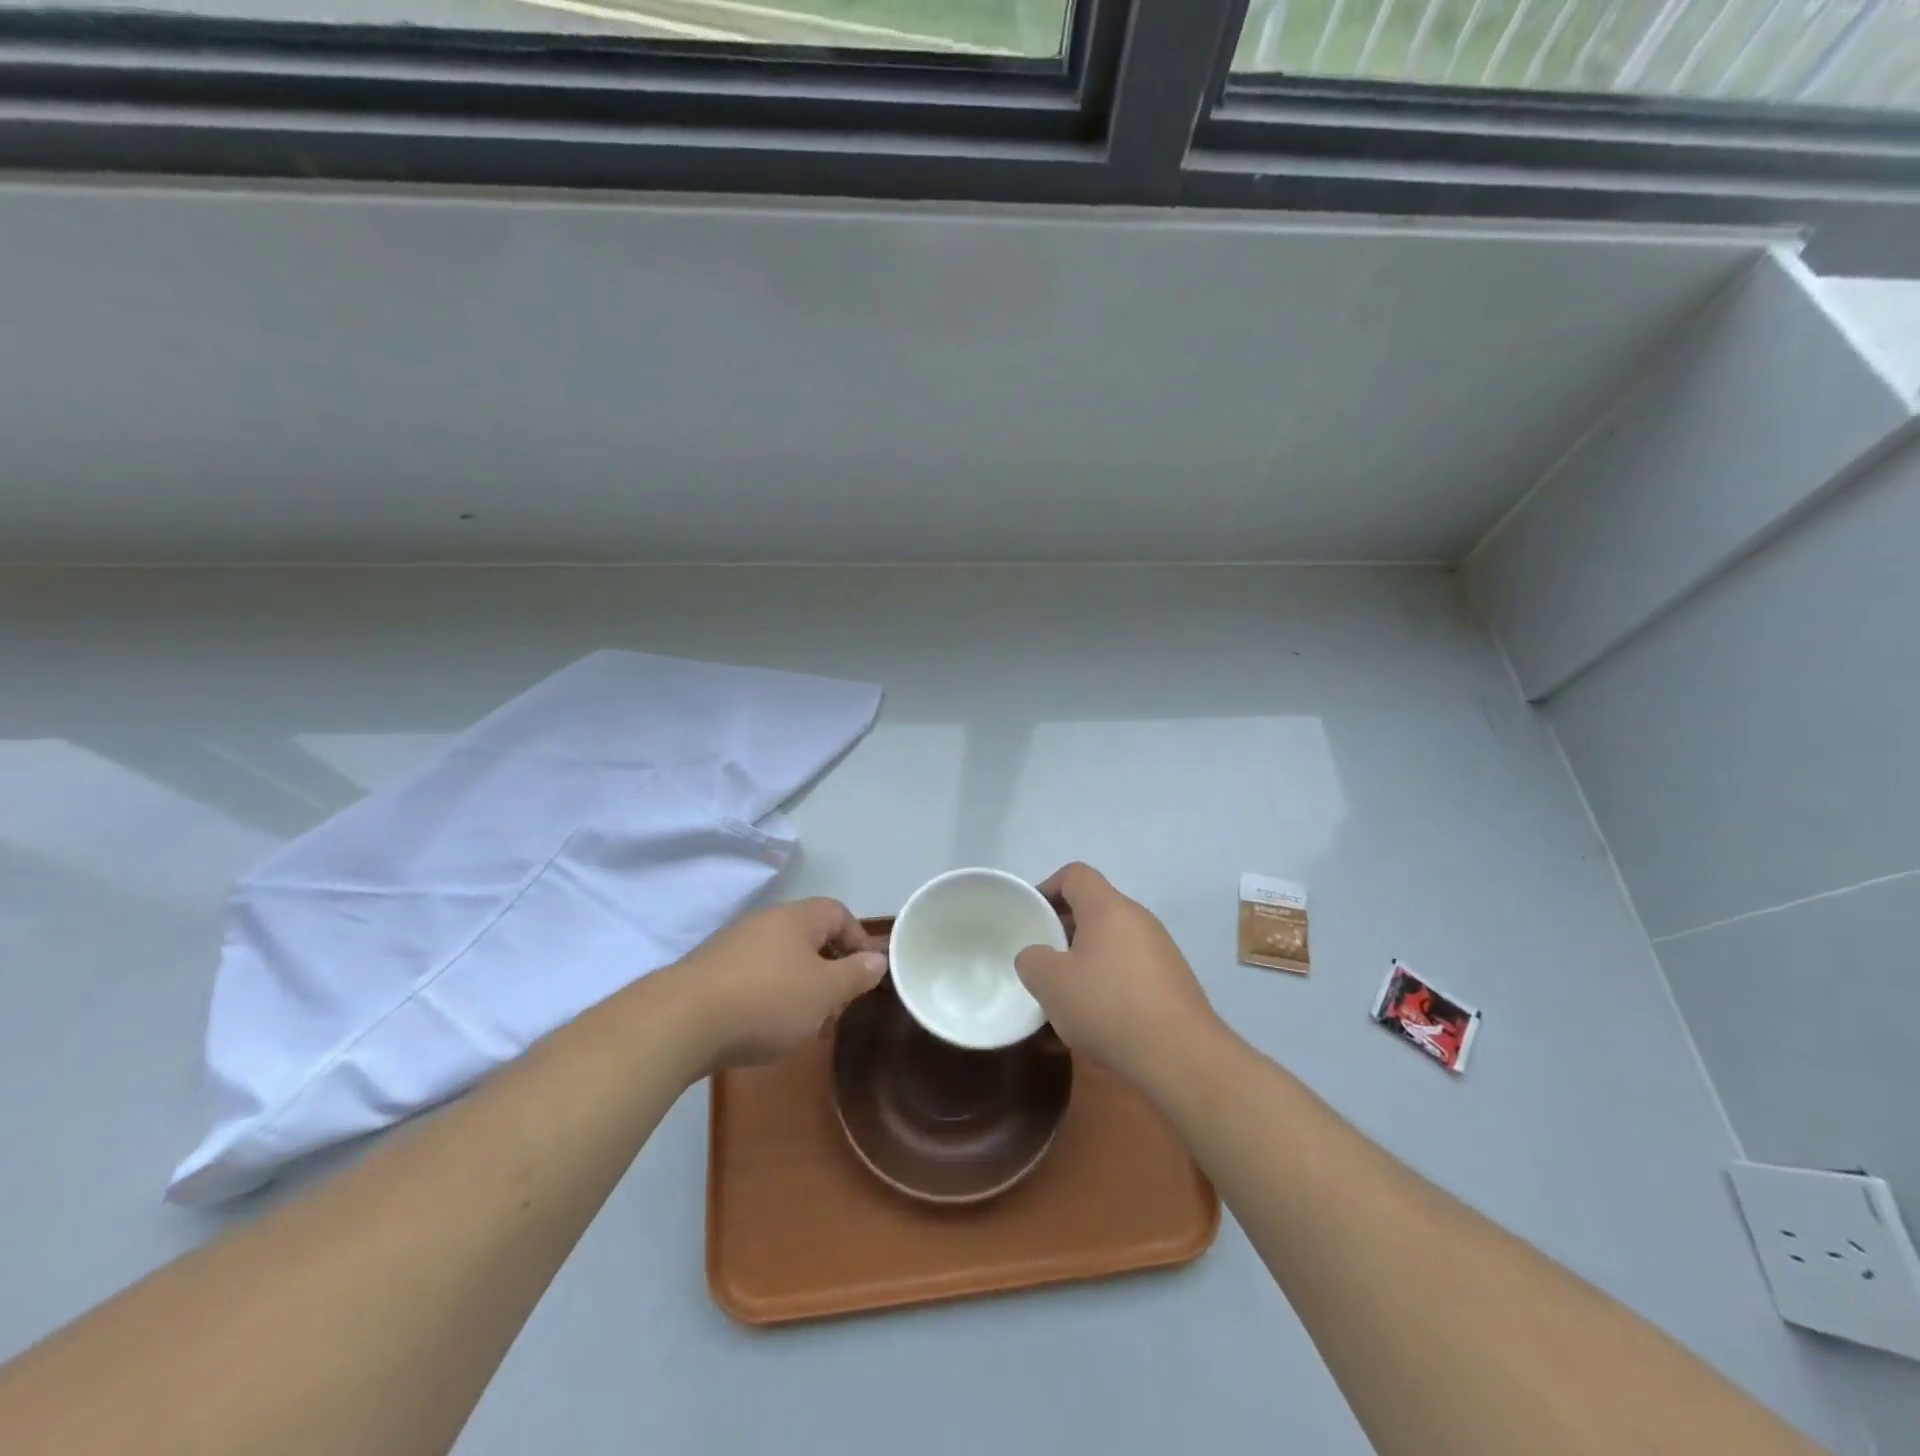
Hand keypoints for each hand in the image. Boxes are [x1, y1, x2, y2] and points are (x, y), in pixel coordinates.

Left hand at [673, 898, 887, 1071]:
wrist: (682, 1021)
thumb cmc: (768, 1000)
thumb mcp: (825, 992)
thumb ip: (856, 974)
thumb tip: (878, 958)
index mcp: (798, 918)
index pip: (838, 913)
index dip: (858, 939)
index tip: (864, 974)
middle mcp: (766, 921)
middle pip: (809, 936)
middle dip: (828, 969)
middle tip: (836, 1005)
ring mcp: (734, 945)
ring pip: (781, 959)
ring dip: (798, 987)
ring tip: (803, 1024)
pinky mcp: (710, 972)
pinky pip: (753, 976)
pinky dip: (768, 997)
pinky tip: (764, 1028)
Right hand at [1015, 863, 1220, 1088]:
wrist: (1182, 1056)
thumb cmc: (1108, 1006)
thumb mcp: (1051, 983)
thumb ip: (1032, 960)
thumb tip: (1038, 958)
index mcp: (1108, 908)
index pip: (1075, 875)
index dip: (1047, 888)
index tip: (1031, 917)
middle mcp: (1138, 921)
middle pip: (1092, 913)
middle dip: (1061, 937)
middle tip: (1041, 965)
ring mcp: (1159, 953)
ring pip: (1107, 950)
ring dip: (1081, 971)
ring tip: (1059, 1009)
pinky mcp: (1170, 985)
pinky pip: (1126, 977)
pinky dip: (1104, 993)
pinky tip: (1087, 1033)